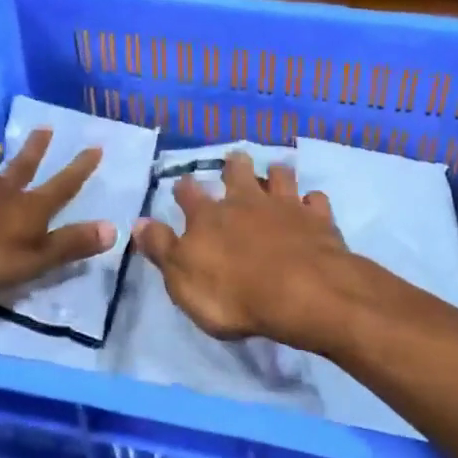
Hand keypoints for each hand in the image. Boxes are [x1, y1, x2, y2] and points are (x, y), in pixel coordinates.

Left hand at [0, 128, 115, 291]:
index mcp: (31, 209)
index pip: (63, 186)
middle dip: (37, 150)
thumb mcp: (36, 257)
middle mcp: (4, 191)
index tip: (94, 147)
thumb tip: (115, 229)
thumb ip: (71, 244)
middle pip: (24, 167)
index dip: (80, 169)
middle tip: (46, 128)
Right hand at [133, 151, 348, 343]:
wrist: (301, 293)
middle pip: (239, 172)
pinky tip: (312, 206)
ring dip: (276, 174)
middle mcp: (246, 201)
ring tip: (275, 173)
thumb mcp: (182, 279)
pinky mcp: (318, 219)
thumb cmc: (233, 294)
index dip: (185, 188)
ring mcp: (285, 206)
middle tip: (235, 163)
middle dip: (234, 165)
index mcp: (208, 217)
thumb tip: (138, 222)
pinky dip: (312, 202)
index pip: (190, 194)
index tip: (183, 184)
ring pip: (280, 177)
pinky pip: (316, 201)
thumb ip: (162, 248)